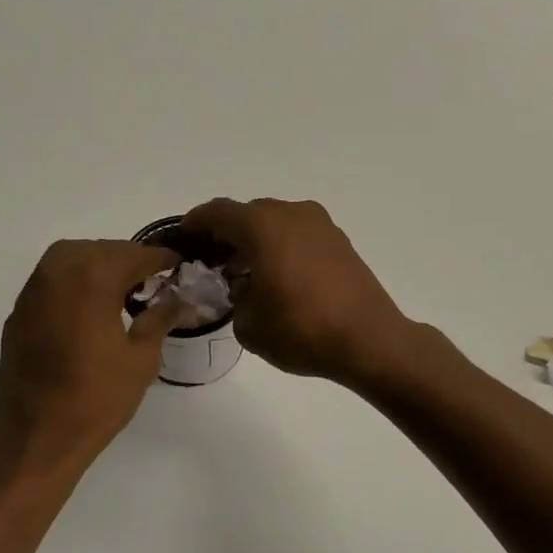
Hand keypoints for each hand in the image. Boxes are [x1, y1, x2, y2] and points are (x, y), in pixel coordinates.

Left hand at [0, 240, 183, 476]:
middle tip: (151, 276)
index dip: (159, 257)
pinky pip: (50, 280)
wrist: (38, 437)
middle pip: (98, 249)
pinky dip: (73, 281)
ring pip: (69, 258)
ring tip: (121, 286)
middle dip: (127, 257)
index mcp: (91, 281)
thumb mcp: (141, 359)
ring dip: (97, 263)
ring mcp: (32, 293)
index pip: (132, 255)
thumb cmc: (97, 399)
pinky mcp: (18, 314)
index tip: (177, 262)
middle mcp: (57, 275)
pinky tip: (89, 306)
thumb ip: (159, 318)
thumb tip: (178, 299)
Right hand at [180, 198, 412, 383]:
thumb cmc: (301, 330)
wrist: (369, 340)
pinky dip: (281, 245)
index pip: (217, 213)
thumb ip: (233, 298)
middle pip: (248, 214)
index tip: (183, 238)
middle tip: (212, 262)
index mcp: (262, 226)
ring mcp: (320, 224)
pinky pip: (298, 233)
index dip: (195, 223)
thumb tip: (242, 287)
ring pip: (275, 222)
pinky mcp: (339, 240)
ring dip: (256, 239)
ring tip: (245, 271)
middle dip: (227, 234)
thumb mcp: (248, 323)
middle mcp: (291, 213)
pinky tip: (277, 275)